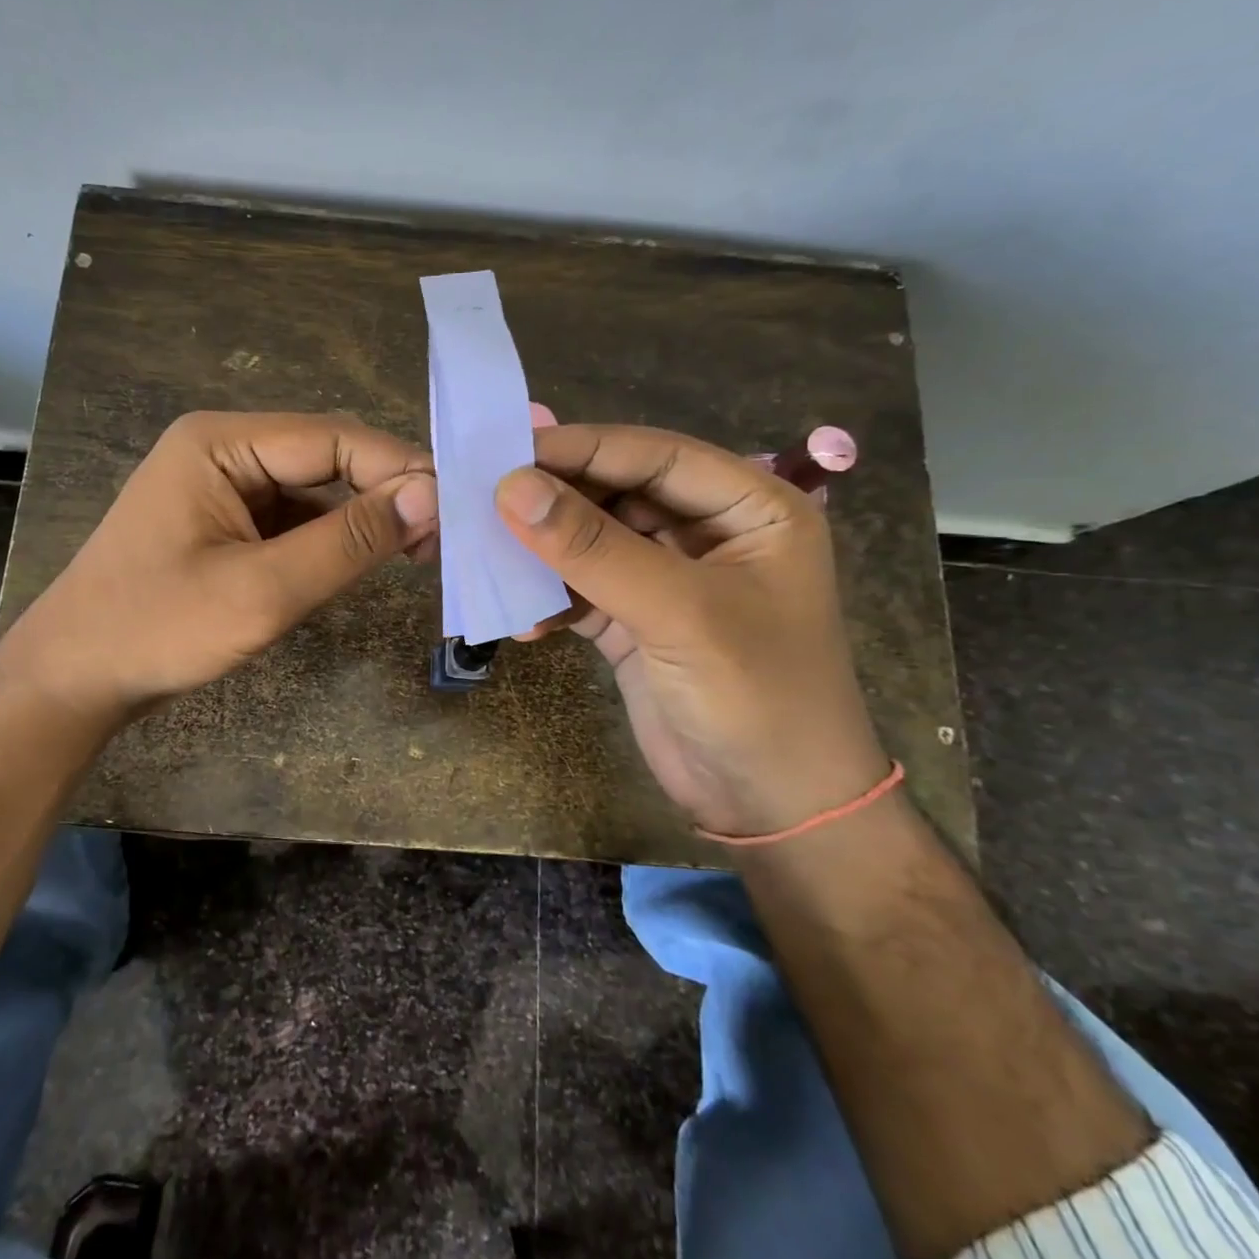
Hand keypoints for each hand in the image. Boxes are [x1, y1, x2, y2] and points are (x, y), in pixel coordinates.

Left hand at [4, 411, 436, 726]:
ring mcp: (222, 487)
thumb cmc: (158, 629)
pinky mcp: (225, 523)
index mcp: (220, 444)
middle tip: (442, 539)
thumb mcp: (262, 590)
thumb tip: (430, 495)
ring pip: (314, 490)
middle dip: (385, 493)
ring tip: (418, 552)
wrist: (74, 679)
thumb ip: (348, 541)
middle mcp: (222, 450)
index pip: (333, 438)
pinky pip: (293, 519)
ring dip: (363, 518)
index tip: (454, 511)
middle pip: (326, 458)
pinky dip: (331, 538)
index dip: (398, 469)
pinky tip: (364, 560)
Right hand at [495, 424, 887, 836]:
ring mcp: (668, 579)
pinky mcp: (635, 620)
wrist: (772, 808)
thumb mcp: (677, 613)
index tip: (508, 452)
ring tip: (489, 557)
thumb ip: (592, 547)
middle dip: (556, 501)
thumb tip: (511, 486)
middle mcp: (708, 532)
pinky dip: (549, 601)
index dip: (583, 449)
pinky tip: (523, 622)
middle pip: (618, 494)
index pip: (656, 456)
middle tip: (485, 500)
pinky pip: (581, 590)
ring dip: (544, 553)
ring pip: (592, 542)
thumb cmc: (755, 696)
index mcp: (750, 508)